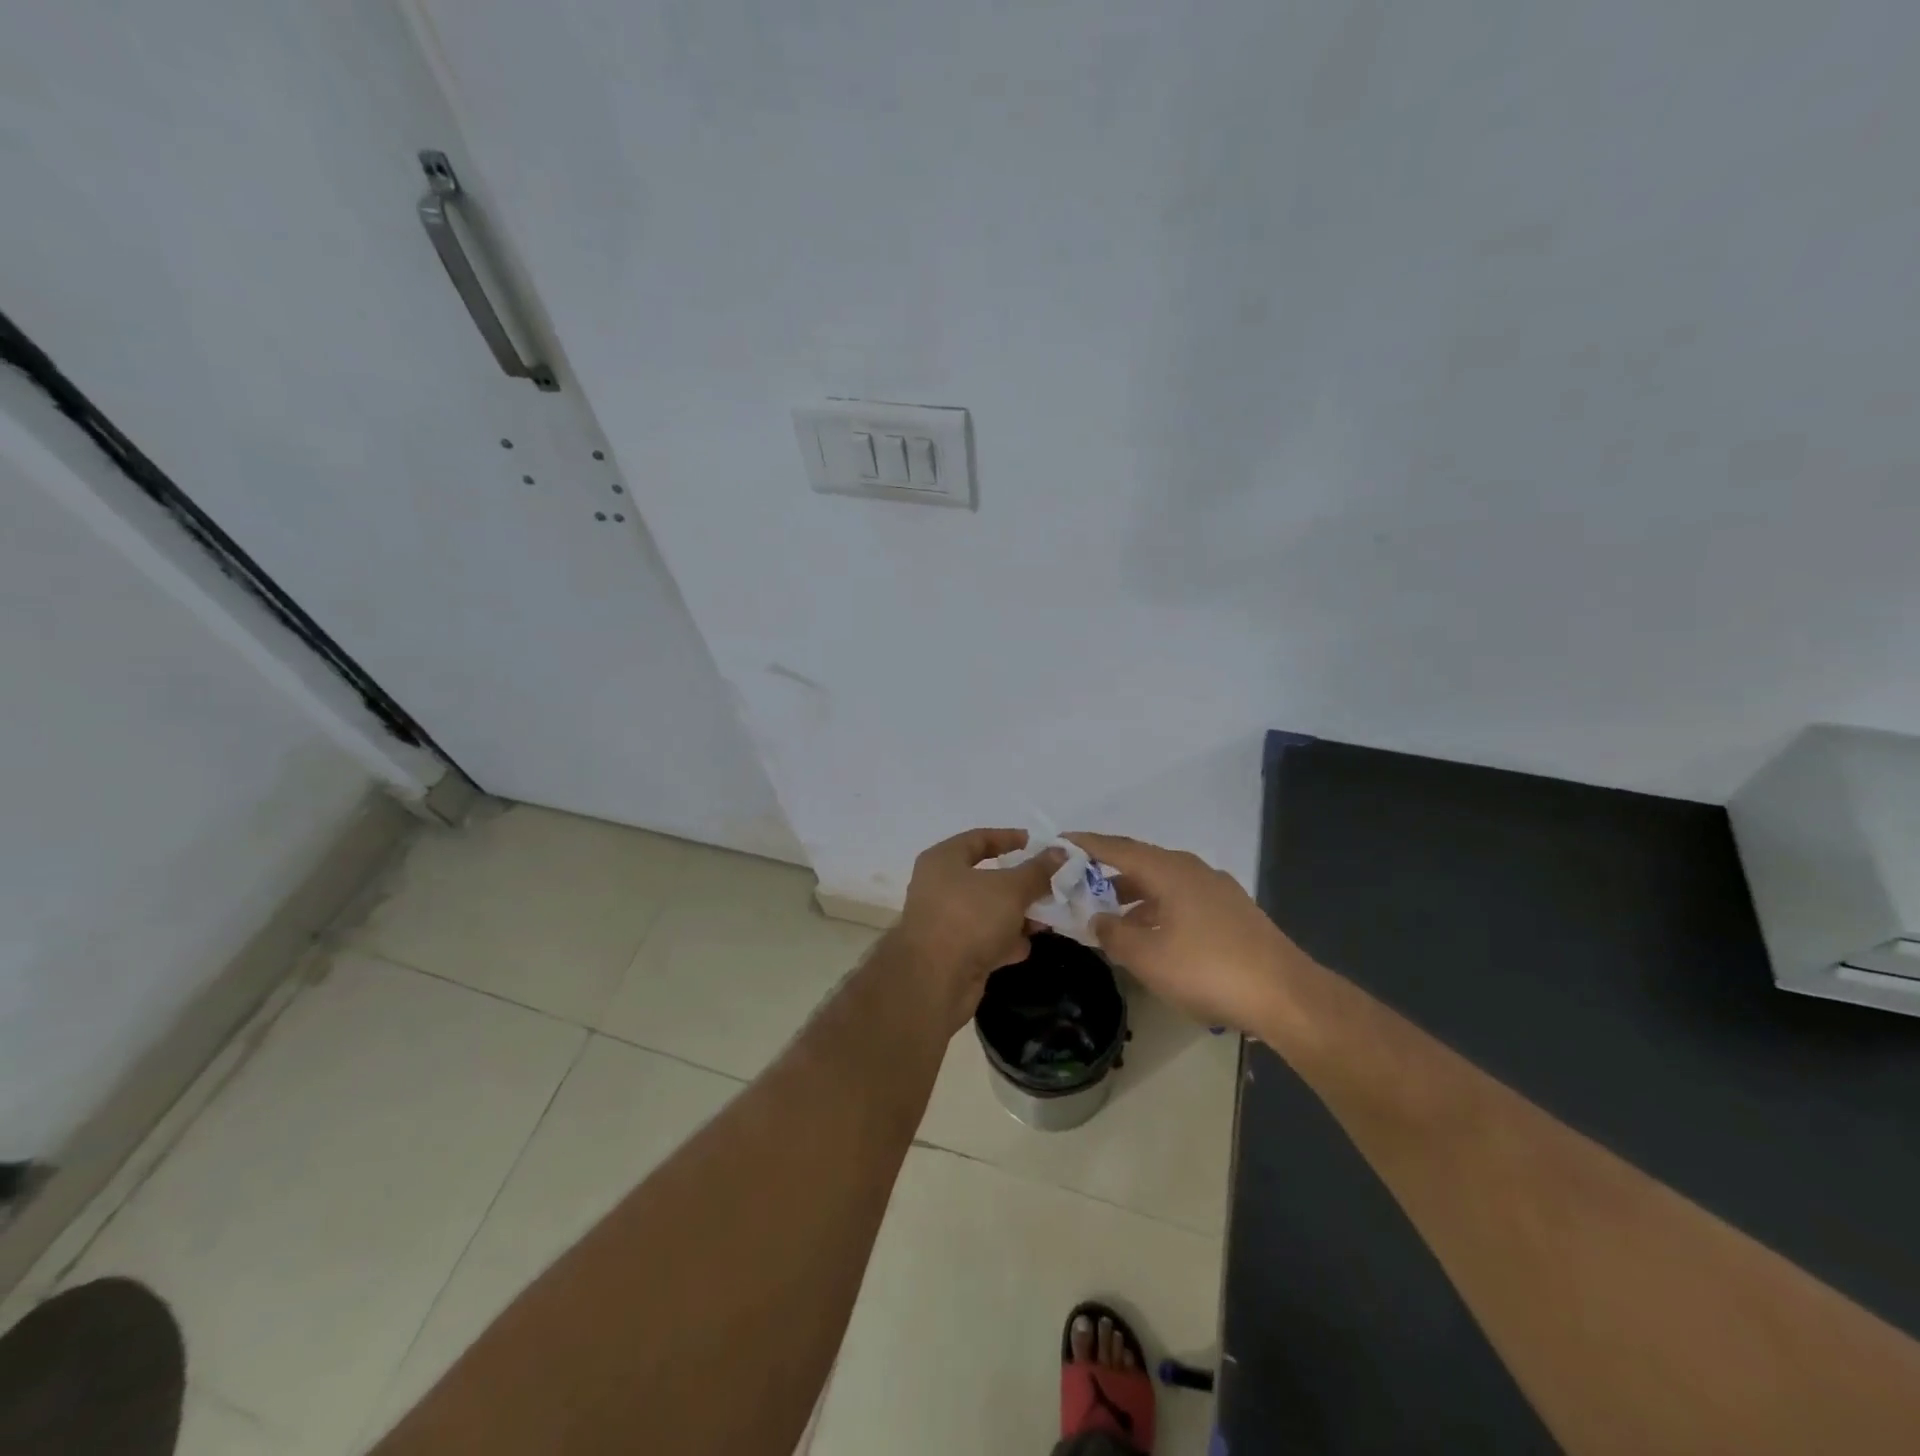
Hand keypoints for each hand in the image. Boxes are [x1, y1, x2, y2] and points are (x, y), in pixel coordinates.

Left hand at [891, 829, 1064, 1030]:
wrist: (934, 981)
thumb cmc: (969, 918)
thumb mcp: (1011, 889)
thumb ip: (1037, 870)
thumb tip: (1060, 851)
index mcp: (943, 860)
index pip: (979, 838)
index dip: (1008, 838)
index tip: (1036, 843)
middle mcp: (939, 887)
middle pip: (985, 877)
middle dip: (1020, 884)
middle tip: (1050, 885)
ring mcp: (944, 922)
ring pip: (988, 911)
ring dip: (1017, 915)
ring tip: (1046, 918)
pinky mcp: (952, 953)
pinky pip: (984, 939)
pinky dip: (1004, 941)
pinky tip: (1025, 947)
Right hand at [1069, 832, 1305, 1033]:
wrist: (1286, 995)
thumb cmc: (1208, 970)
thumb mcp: (1148, 957)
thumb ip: (1114, 934)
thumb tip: (1097, 918)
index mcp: (1169, 870)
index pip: (1117, 848)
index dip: (1085, 845)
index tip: (1059, 843)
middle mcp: (1192, 870)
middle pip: (1140, 862)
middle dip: (1106, 872)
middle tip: (1077, 885)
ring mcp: (1216, 890)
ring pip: (1162, 883)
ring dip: (1132, 895)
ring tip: (1109, 915)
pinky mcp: (1232, 912)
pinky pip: (1181, 899)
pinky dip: (1156, 908)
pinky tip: (1151, 935)